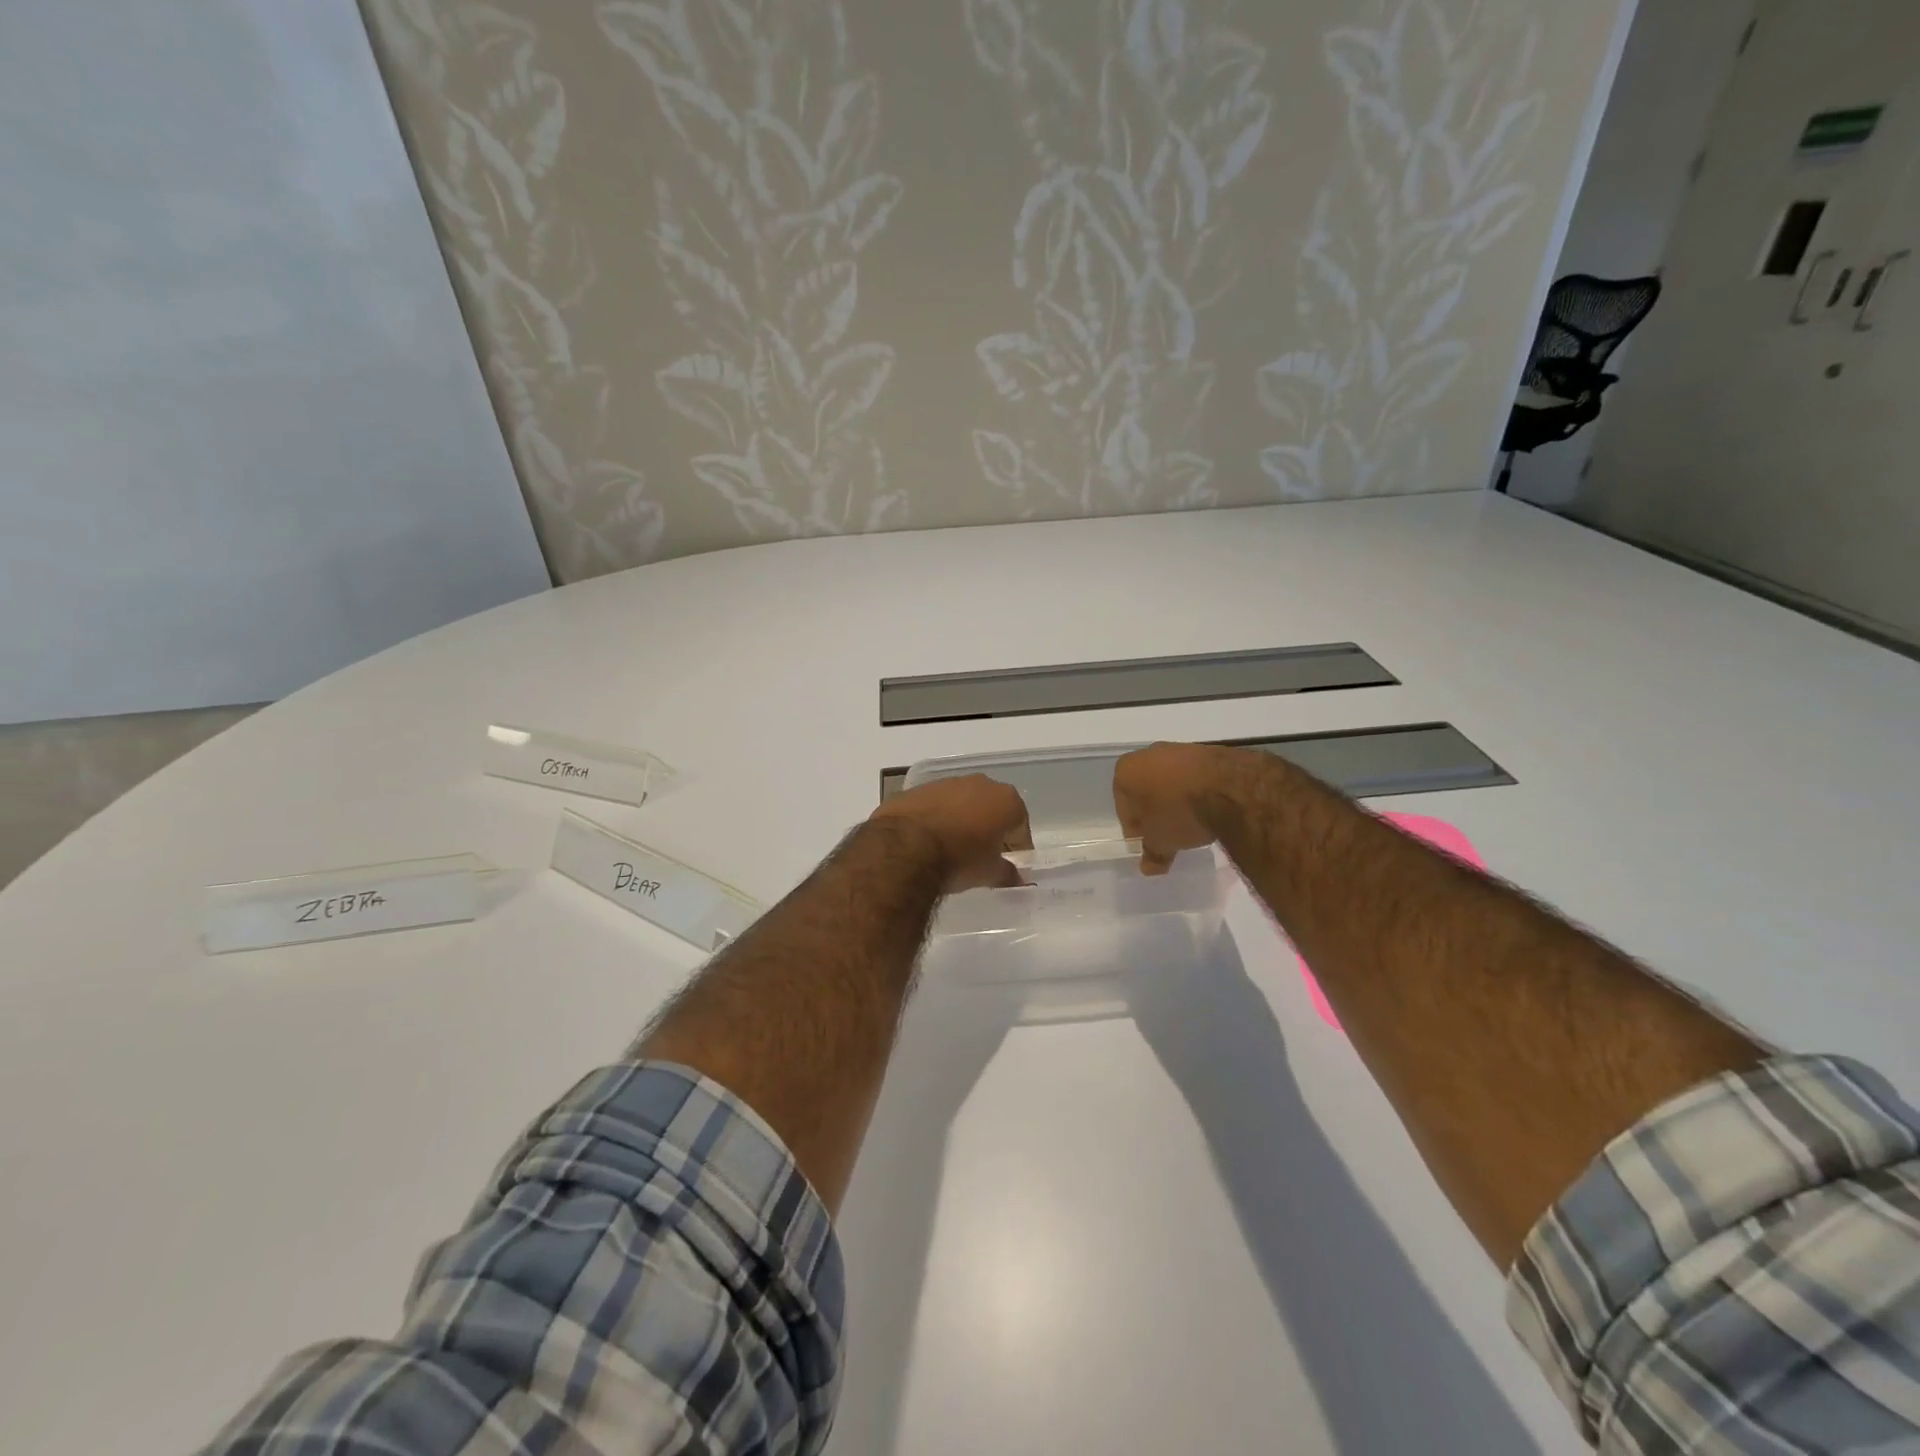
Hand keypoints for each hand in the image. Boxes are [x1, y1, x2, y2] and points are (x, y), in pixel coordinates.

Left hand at [869, 775, 1032, 892]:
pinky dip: (937, 818)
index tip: (1009, 864)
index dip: (1017, 847)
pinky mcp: (918, 789)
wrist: (904, 847)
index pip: (1020, 826)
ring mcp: (947, 783)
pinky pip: (936, 805)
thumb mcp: (989, 873)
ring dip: (962, 821)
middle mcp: (981, 783)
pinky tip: (928, 840)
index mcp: (1006, 800)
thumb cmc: (959, 859)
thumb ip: (1007, 873)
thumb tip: (1017, 878)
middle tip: (983, 855)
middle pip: (992, 808)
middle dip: (990, 829)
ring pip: (963, 803)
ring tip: (953, 848)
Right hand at [1113, 742, 1242, 873]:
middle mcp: (1147, 754)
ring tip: (1192, 825)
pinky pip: (1193, 778)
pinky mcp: (1206, 752)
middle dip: (1156, 813)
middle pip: (1146, 792)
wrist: (1229, 787)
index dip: (1136, 831)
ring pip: (1170, 783)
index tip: (1150, 845)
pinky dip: (1196, 792)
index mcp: (1125, 771)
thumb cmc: (1179, 813)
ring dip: (1176, 802)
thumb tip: (1148, 867)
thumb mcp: (1161, 841)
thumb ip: (1152, 853)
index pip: (1124, 808)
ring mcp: (1178, 750)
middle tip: (1169, 836)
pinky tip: (1208, 810)